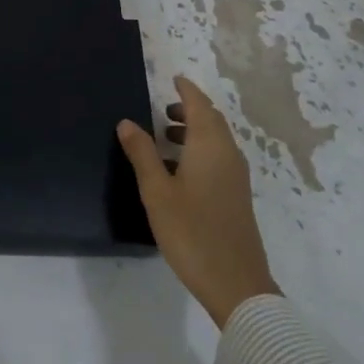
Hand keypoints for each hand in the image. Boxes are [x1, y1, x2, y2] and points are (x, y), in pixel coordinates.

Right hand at [118, 75, 278, 327]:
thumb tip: (127, 122)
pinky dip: (200, 151)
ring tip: (165, 138)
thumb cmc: (191, 232)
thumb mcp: (156, 191)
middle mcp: (228, 154)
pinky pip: (219, 158)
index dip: (186, 90)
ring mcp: (236, 177)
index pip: (200, 105)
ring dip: (194, 132)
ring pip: (216, 141)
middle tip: (163, 110)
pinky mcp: (237, 197)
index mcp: (209, 146)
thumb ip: (142, 153)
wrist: (236, 284)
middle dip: (189, 110)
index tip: (173, 79)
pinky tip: (179, 171)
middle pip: (211, 121)